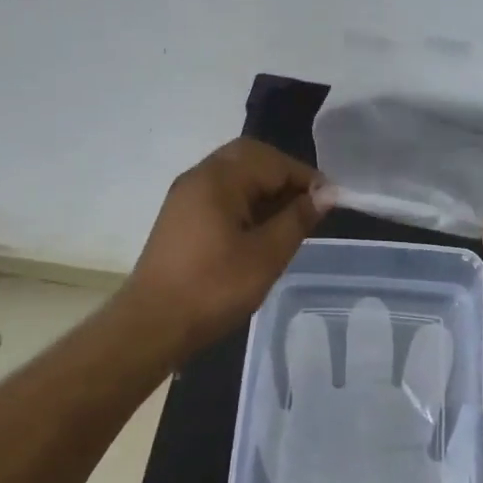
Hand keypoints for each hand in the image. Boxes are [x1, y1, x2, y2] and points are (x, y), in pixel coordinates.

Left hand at [121, 139, 328, 358]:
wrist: (151, 325)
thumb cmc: (214, 288)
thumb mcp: (267, 255)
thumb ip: (298, 218)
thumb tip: (325, 194)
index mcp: (219, 179)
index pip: (273, 161)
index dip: (306, 178)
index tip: (331, 201)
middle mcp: (199, 177)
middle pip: (250, 157)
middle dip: (284, 174)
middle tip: (309, 203)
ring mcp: (186, 196)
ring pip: (234, 174)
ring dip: (265, 187)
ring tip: (290, 218)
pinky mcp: (181, 217)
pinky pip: (220, 193)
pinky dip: (246, 200)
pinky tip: (261, 228)